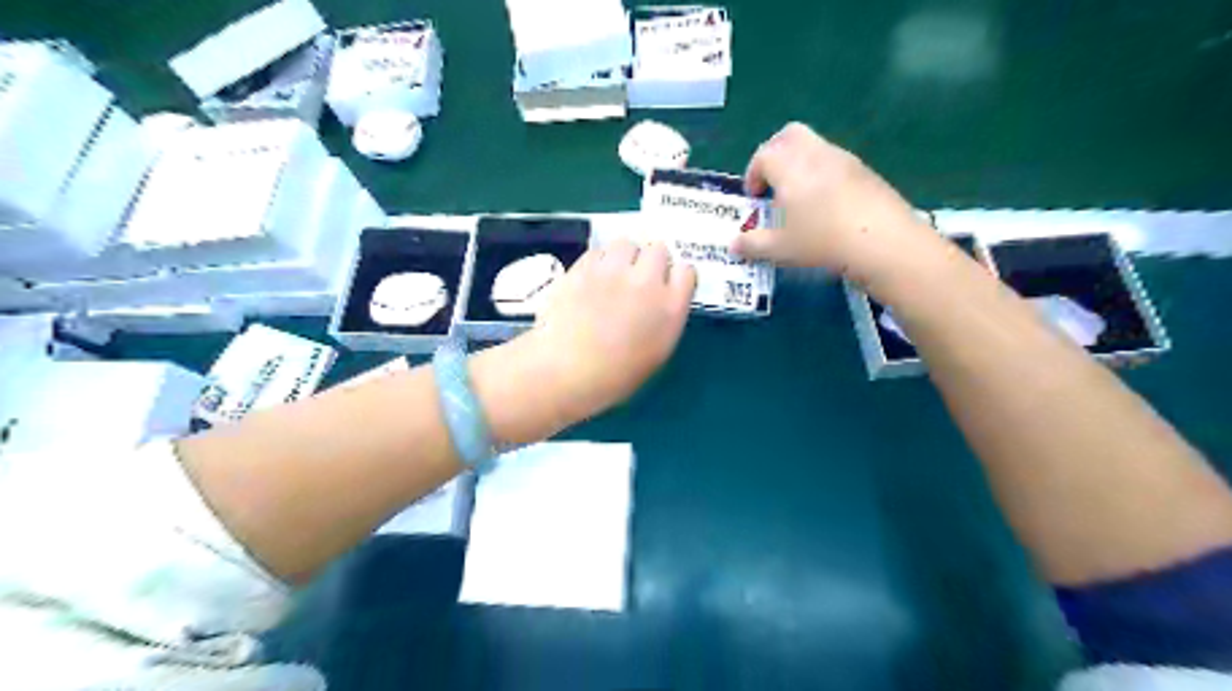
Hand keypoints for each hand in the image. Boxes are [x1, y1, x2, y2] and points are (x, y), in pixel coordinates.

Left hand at [520, 241, 691, 422]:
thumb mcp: (657, 352)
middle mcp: (646, 281)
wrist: (567, 371)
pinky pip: (598, 251)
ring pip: (627, 243)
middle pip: (658, 250)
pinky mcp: (583, 267)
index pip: (686, 272)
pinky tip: (591, 279)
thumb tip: (658, 301)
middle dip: (650, 262)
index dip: (674, 278)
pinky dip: (598, 262)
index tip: (665, 288)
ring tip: (613, 275)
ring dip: (624, 256)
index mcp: (670, 307)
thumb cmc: (616, 375)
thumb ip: (664, 318)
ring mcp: (613, 271)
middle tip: (638, 280)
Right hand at [730, 122, 944, 283]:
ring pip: (814, 146)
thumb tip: (734, 246)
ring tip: (799, 199)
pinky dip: (822, 174)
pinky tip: (827, 205)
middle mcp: (814, 153)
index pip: (763, 156)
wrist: (882, 240)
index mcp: (789, 166)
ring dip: (800, 164)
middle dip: (775, 153)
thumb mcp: (780, 249)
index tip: (755, 197)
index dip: (753, 174)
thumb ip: (753, 245)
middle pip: (789, 135)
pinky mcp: (865, 170)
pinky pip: (835, 161)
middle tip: (772, 182)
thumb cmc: (821, 241)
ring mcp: (843, 159)